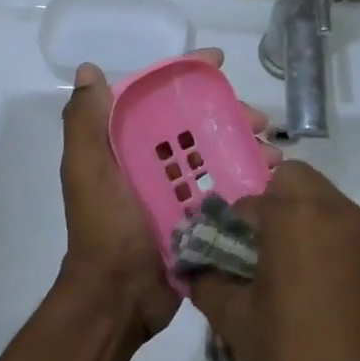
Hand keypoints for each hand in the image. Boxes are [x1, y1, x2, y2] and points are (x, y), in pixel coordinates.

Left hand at [59, 51, 275, 340]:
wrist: (118, 297)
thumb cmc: (104, 229)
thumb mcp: (86, 171)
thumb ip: (85, 122)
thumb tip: (90, 70)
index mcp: (124, 148)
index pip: (157, 100)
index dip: (186, 76)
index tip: (219, 63)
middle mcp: (150, 166)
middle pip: (195, 127)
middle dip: (229, 116)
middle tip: (261, 121)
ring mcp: (176, 195)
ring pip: (217, 158)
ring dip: (247, 149)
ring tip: (275, 154)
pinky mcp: (197, 222)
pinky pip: (226, 194)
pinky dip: (249, 183)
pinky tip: (274, 181)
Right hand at [187, 162, 359, 360]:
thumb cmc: (296, 357)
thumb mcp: (235, 322)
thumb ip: (206, 283)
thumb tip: (196, 269)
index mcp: (297, 217)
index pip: (250, 200)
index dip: (234, 226)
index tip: (231, 257)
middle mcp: (344, 213)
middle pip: (300, 183)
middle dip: (277, 207)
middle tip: (268, 255)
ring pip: (338, 212)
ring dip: (316, 231)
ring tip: (309, 284)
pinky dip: (352, 259)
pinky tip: (347, 304)